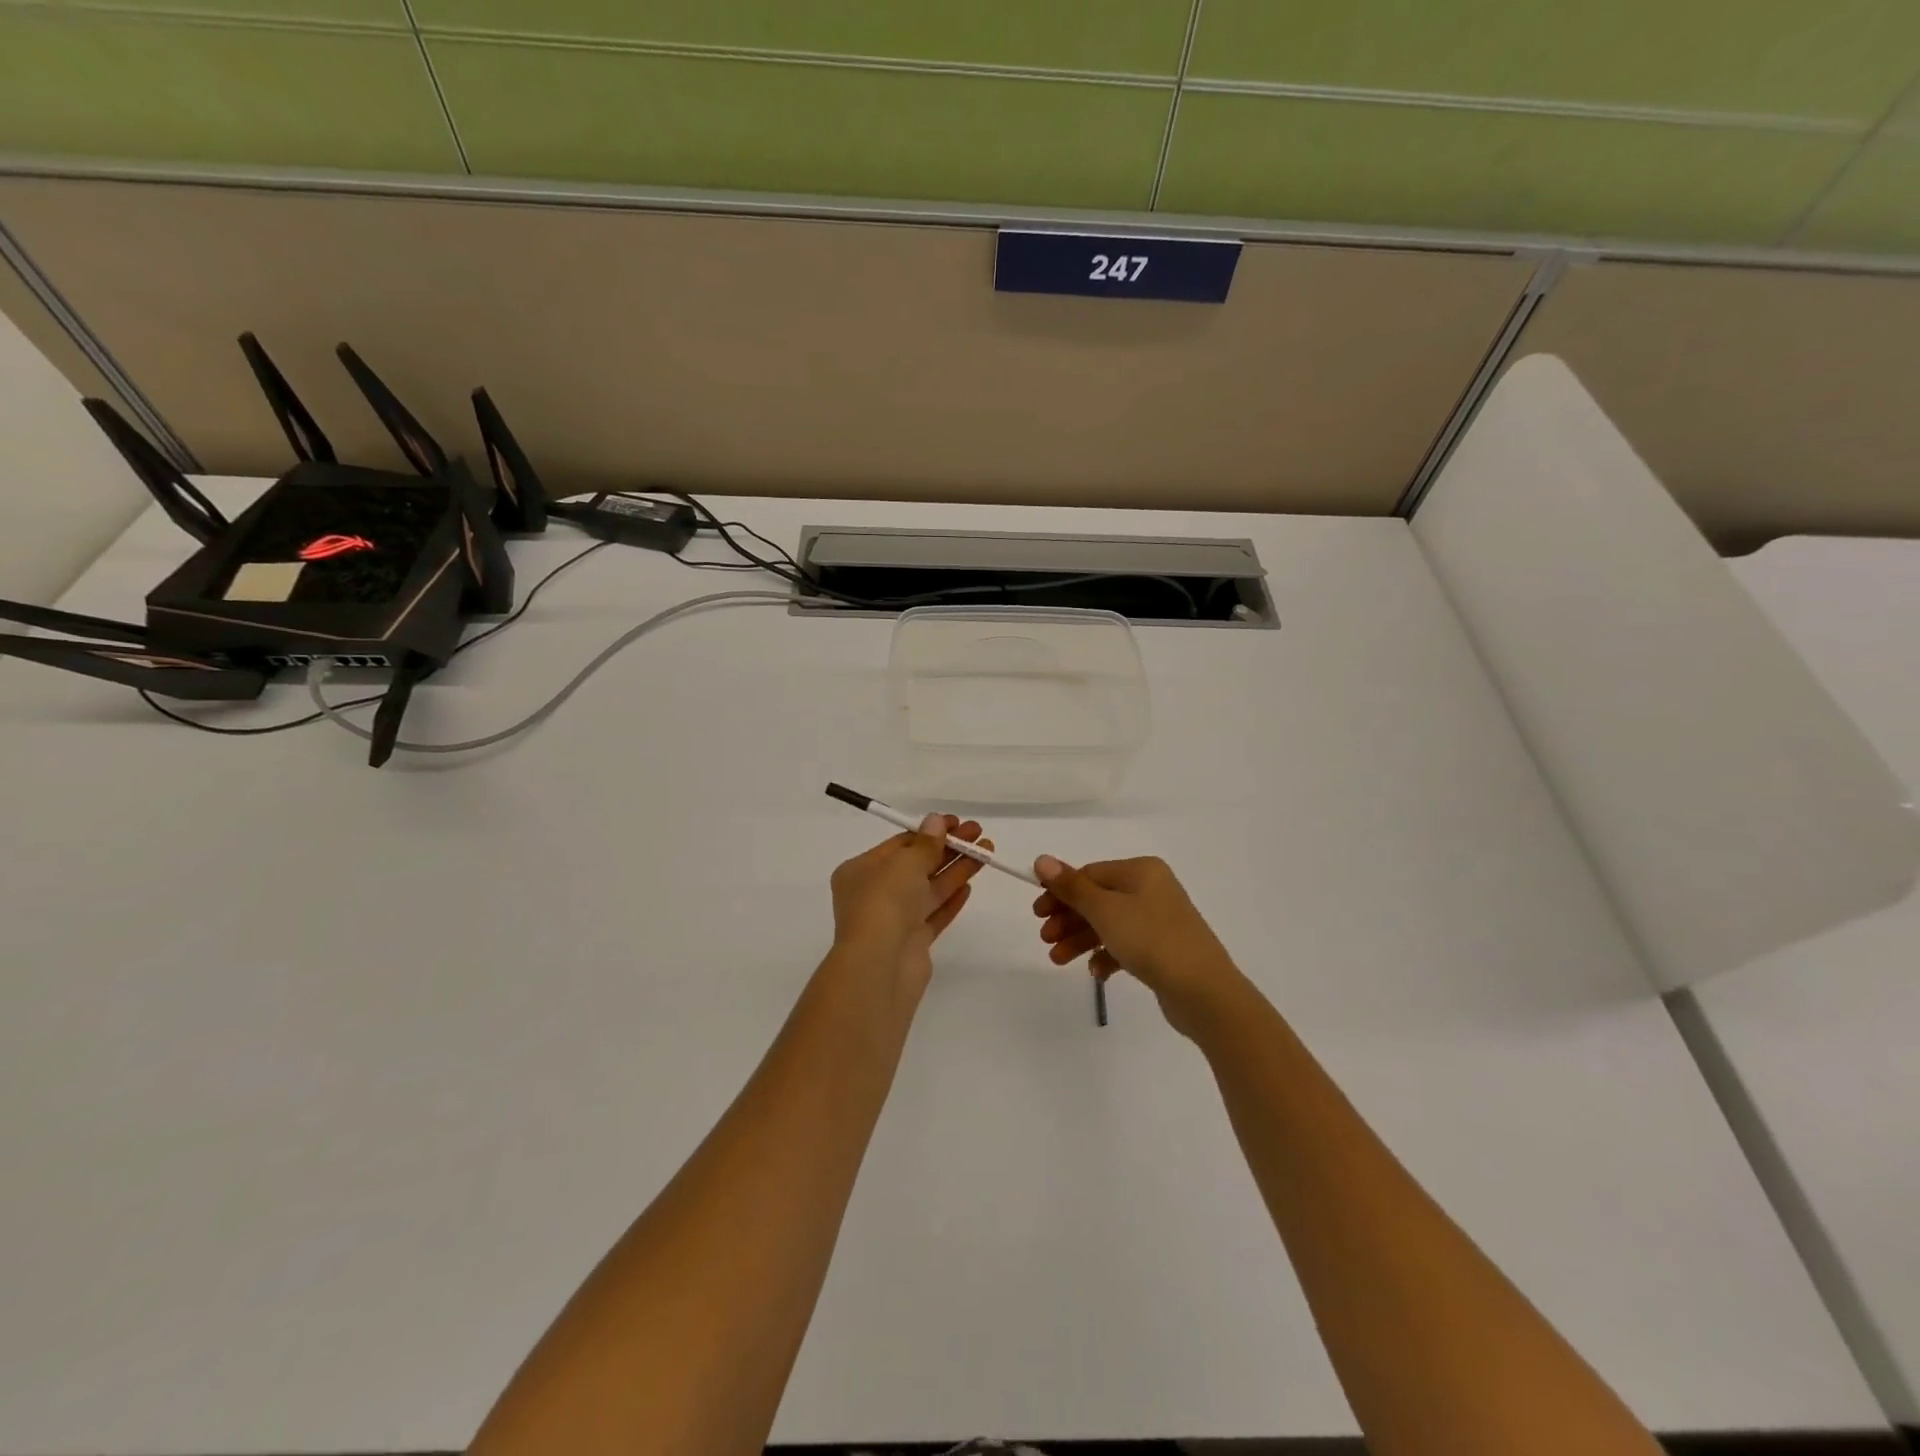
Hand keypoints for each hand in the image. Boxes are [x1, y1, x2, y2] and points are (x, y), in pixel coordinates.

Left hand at [830, 814, 990, 1000]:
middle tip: (978, 834)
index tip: (957, 822)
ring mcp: (894, 920)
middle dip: (948, 848)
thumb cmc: (884, 903)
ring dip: (957, 870)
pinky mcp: (912, 943)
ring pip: (929, 889)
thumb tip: (936, 821)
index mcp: (861, 871)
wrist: (880, 966)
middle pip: (917, 865)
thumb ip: (925, 843)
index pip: (899, 845)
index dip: (930, 831)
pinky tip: (970, 886)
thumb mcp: (905, 863)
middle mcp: (874, 894)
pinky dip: (951, 899)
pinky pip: (934, 915)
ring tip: (986, 853)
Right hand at [1032, 855, 1242, 1036]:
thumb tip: (1041, 859)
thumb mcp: (1105, 910)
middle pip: (1098, 899)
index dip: (1060, 892)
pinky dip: (1107, 955)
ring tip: (1058, 960)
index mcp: (1141, 871)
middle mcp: (1152, 889)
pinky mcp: (1164, 949)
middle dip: (1068, 919)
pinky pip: (1126, 945)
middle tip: (1045, 939)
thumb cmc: (1151, 940)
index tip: (1038, 914)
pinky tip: (1096, 973)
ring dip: (1081, 940)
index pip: (1089, 874)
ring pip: (1109, 924)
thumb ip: (1071, 887)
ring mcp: (1160, 920)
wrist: (1204, 991)